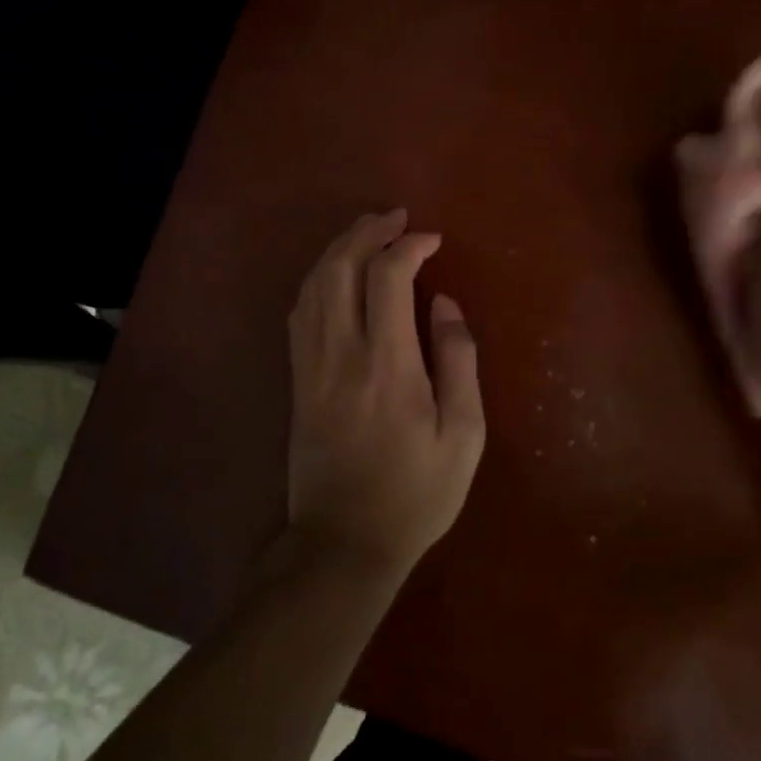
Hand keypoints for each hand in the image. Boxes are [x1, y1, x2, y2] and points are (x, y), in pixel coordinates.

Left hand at [285, 210, 486, 576]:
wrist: (343, 543)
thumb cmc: (416, 494)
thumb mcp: (463, 436)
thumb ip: (458, 362)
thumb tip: (446, 304)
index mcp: (388, 364)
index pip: (388, 277)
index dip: (409, 246)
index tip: (432, 240)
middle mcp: (341, 353)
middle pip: (340, 268)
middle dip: (366, 231)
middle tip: (394, 217)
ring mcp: (311, 365)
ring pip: (313, 285)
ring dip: (339, 249)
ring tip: (366, 232)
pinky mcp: (297, 380)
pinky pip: (299, 312)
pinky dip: (317, 279)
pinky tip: (333, 274)